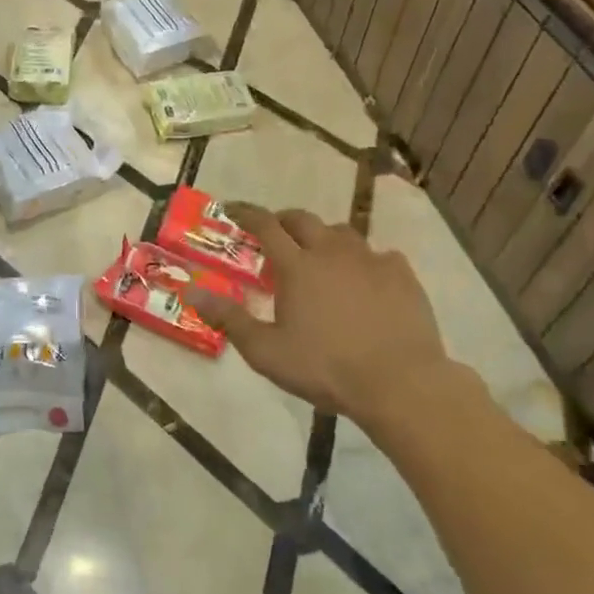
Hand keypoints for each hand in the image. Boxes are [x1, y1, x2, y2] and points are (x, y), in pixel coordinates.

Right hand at [187, 204, 448, 423]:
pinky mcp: (402, 275)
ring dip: (323, 237)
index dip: (246, 213)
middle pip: (303, 220)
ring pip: (342, 232)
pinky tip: (365, 278)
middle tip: (274, 233)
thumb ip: (228, 319)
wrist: (401, 384)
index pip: (265, 225)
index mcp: (296, 266)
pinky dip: (365, 260)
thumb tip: (191, 292)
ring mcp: (371, 260)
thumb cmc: (326, 367)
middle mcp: (331, 252)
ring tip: (319, 255)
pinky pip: (379, 254)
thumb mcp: (266, 351)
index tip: (232, 209)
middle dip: (283, 220)